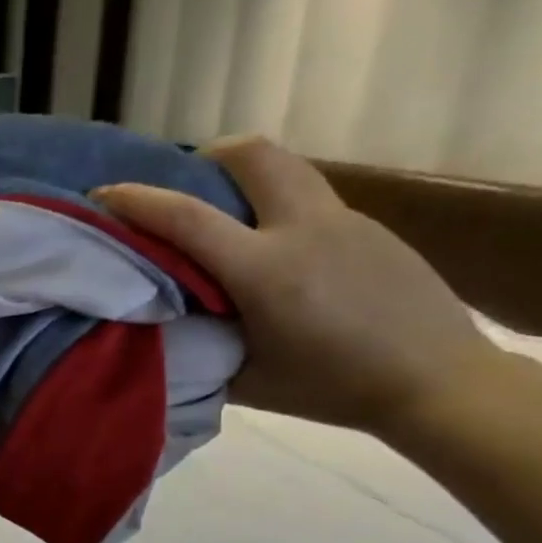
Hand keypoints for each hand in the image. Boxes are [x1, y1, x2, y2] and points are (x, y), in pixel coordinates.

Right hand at [94, 137, 499, 433]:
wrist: (438, 381)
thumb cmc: (334, 389)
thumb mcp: (250, 380)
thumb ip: (204, 346)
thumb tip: (168, 326)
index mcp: (267, 271)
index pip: (188, 218)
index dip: (137, 201)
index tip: (103, 194)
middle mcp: (304, 228)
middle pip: (252, 153)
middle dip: (209, 156)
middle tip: (186, 183)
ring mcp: (345, 220)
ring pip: (287, 168)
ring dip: (247, 175)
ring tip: (228, 215)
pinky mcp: (370, 227)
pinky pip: (311, 198)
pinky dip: (278, 206)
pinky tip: (280, 252)